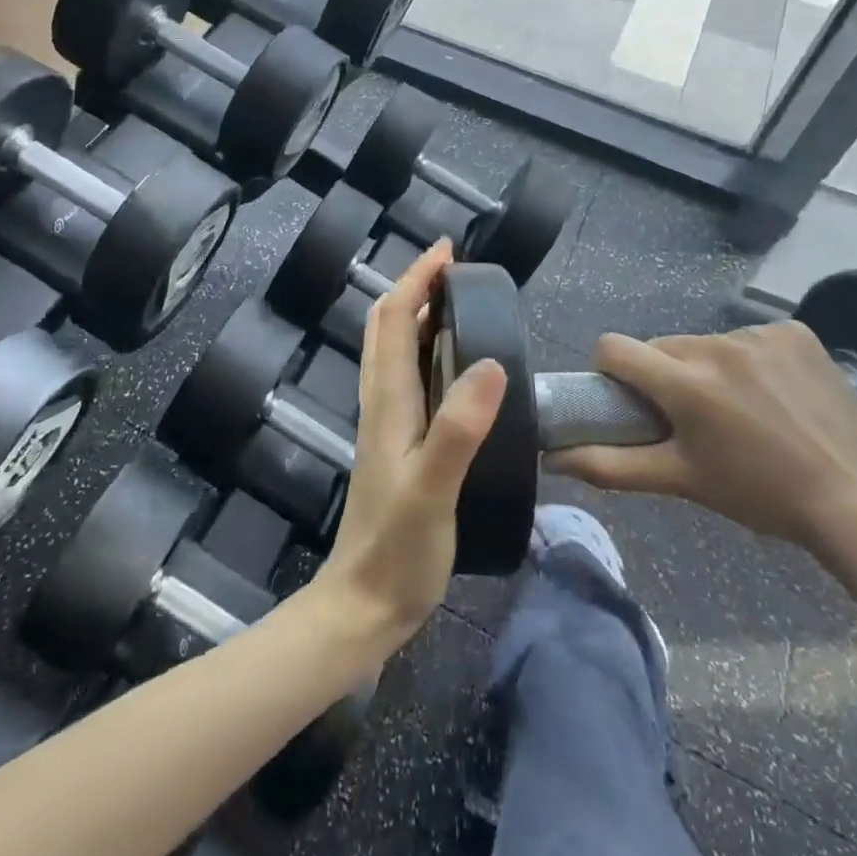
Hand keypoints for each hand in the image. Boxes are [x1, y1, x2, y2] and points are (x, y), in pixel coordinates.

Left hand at [311, 240, 505, 658]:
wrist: (365, 604)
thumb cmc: (399, 548)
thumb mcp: (434, 488)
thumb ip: (459, 428)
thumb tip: (491, 362)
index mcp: (387, 400)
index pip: (395, 318)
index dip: (417, 279)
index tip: (448, 251)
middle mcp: (381, 401)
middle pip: (387, 326)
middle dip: (415, 287)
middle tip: (454, 269)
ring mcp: (385, 422)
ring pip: (392, 349)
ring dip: (416, 313)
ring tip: (455, 302)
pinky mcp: (396, 443)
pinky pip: (405, 377)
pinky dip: (422, 349)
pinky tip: (451, 366)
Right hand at [546, 323, 856, 557]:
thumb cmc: (760, 494)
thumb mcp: (681, 481)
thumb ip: (611, 466)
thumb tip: (553, 458)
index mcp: (684, 382)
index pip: (613, 347)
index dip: (610, 371)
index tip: (630, 400)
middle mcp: (716, 346)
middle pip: (663, 347)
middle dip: (666, 376)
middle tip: (693, 419)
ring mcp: (760, 334)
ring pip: (707, 343)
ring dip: (710, 368)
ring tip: (743, 411)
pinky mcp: (796, 332)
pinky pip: (751, 338)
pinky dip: (752, 360)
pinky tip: (777, 393)